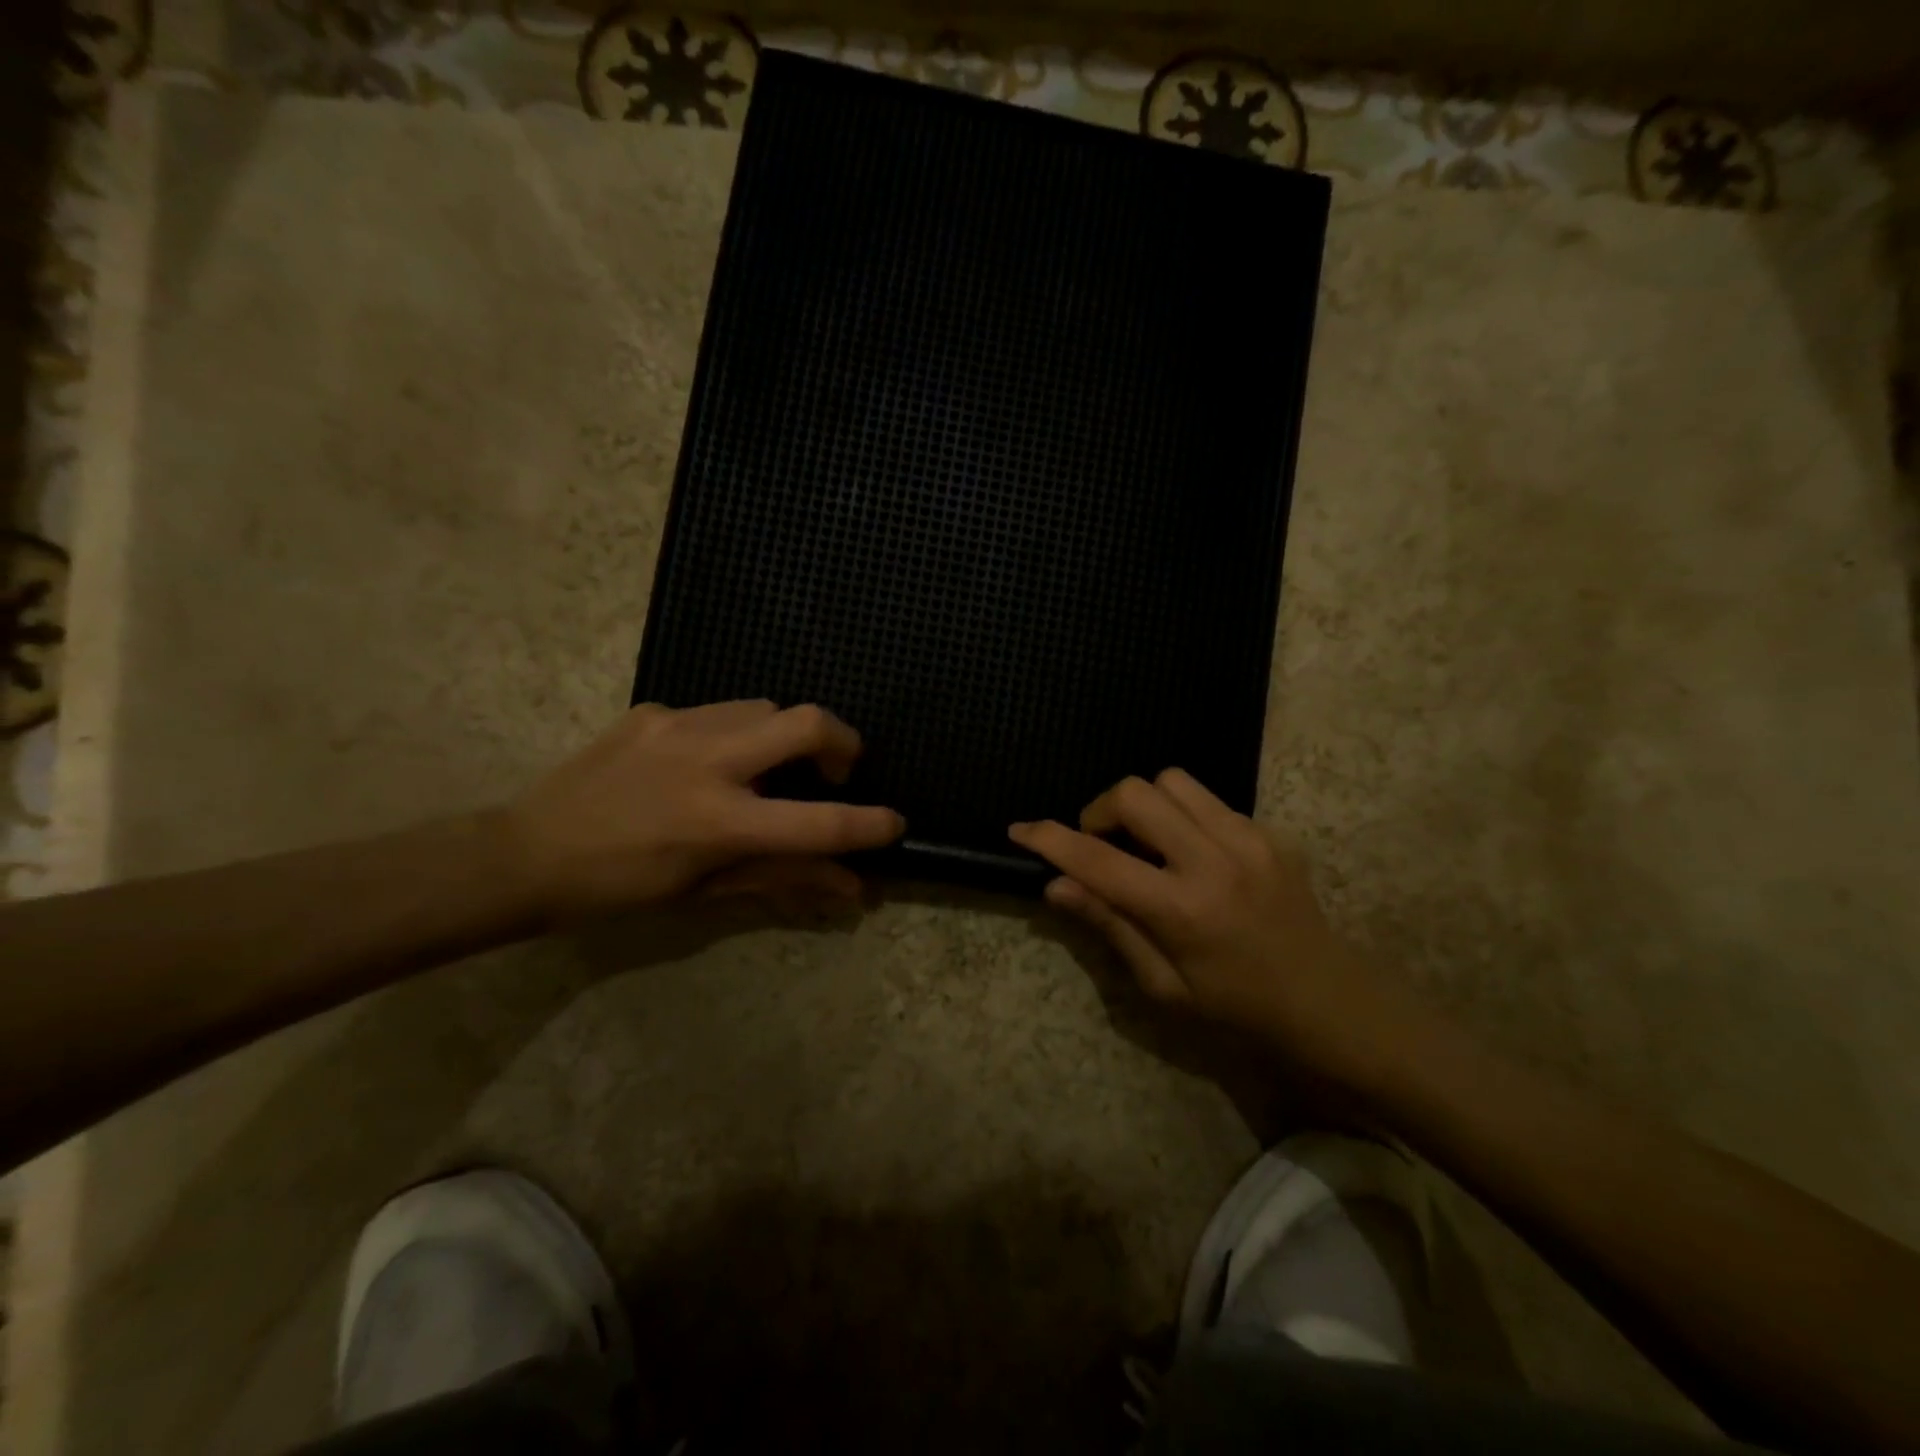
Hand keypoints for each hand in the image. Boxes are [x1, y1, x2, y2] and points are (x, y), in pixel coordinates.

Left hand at [504, 701, 904, 922]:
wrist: (526, 853)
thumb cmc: (621, 889)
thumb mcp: (706, 892)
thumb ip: (785, 880)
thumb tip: (851, 888)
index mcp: (719, 821)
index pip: (819, 822)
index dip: (870, 824)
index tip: (894, 823)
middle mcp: (707, 762)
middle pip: (806, 721)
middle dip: (843, 742)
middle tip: (838, 770)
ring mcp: (677, 726)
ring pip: (766, 707)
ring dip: (785, 736)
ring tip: (767, 770)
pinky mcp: (653, 710)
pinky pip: (718, 712)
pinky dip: (734, 735)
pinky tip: (705, 764)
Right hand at [1009, 770, 1398, 1079]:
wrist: (1331, 1003)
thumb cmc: (1238, 1009)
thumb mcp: (1163, 986)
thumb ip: (1110, 925)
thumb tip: (1056, 886)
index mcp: (1182, 910)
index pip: (1098, 859)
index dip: (1049, 840)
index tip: (1020, 830)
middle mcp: (1214, 860)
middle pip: (1135, 793)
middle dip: (1101, 811)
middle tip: (1102, 846)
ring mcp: (1248, 838)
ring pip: (1171, 781)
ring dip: (1144, 805)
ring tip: (1147, 845)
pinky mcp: (1269, 831)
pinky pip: (1207, 799)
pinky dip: (1181, 815)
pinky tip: (1190, 854)